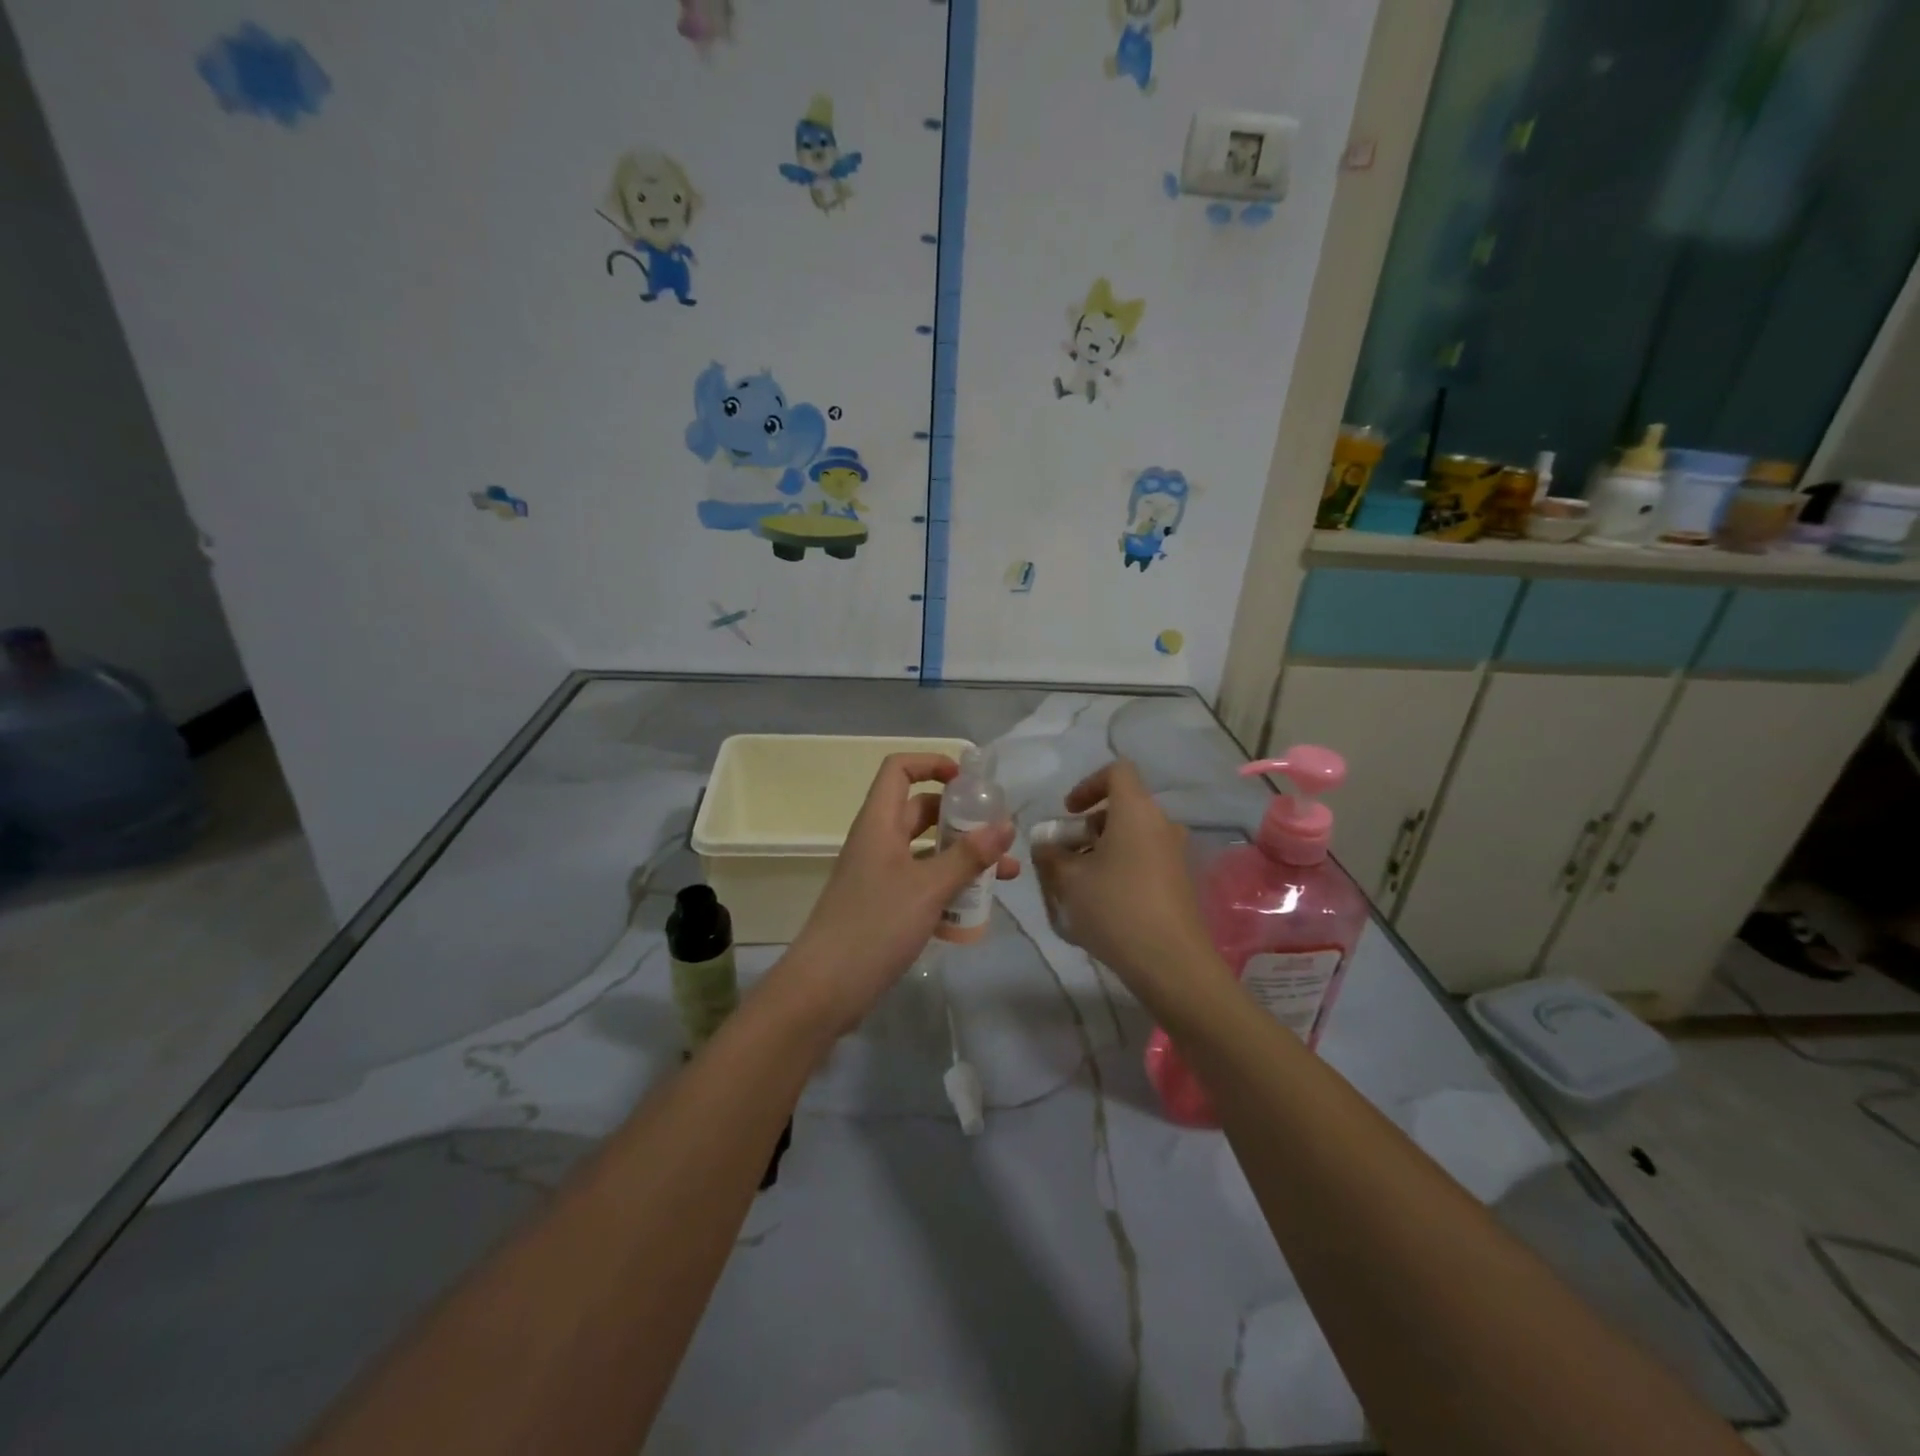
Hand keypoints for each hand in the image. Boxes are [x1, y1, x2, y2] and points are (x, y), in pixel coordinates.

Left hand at [776, 754, 1017, 1035]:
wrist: (824, 990)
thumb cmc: (874, 926)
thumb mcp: (928, 887)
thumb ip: (968, 856)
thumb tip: (1005, 825)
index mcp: (879, 824)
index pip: (899, 770)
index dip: (931, 764)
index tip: (967, 782)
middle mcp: (878, 842)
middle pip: (920, 811)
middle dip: (961, 819)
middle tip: (998, 834)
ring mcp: (879, 876)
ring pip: (926, 852)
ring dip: (963, 858)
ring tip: (1005, 875)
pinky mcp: (884, 907)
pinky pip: (922, 884)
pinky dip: (949, 888)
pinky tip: (978, 910)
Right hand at [1033, 759, 1220, 1004]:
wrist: (1171, 963)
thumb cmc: (1115, 908)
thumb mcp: (1068, 880)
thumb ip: (1050, 856)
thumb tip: (1045, 847)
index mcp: (1136, 811)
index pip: (1117, 771)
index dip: (1088, 784)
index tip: (1068, 812)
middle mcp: (1161, 824)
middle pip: (1123, 808)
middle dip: (1088, 826)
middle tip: (1065, 855)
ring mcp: (1175, 854)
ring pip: (1133, 836)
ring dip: (1103, 849)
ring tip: (1078, 883)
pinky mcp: (1181, 881)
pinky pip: (1145, 859)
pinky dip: (1121, 867)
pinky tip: (1103, 902)